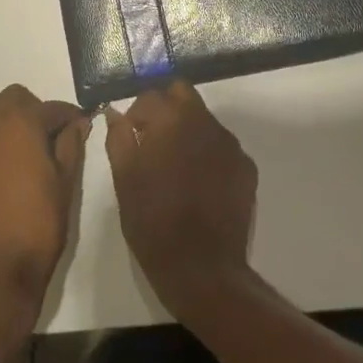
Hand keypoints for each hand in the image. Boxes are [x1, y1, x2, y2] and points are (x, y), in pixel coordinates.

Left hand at [0, 85, 89, 327]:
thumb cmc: (38, 227)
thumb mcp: (65, 185)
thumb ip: (71, 146)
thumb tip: (77, 122)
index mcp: (24, 122)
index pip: (52, 108)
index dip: (68, 117)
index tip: (78, 126)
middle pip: (13, 96)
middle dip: (31, 110)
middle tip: (43, 139)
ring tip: (5, 135)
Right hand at [105, 81, 257, 318]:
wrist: (202, 269)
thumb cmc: (153, 222)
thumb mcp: (124, 179)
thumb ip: (119, 138)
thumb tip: (116, 114)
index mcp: (172, 120)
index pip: (151, 95)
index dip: (136, 113)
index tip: (130, 135)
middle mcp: (205, 122)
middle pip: (182, 94)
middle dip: (165, 108)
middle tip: (152, 139)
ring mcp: (230, 144)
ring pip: (204, 119)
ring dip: (187, 130)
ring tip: (176, 165)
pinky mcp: (246, 167)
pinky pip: (222, 146)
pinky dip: (208, 153)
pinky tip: (199, 183)